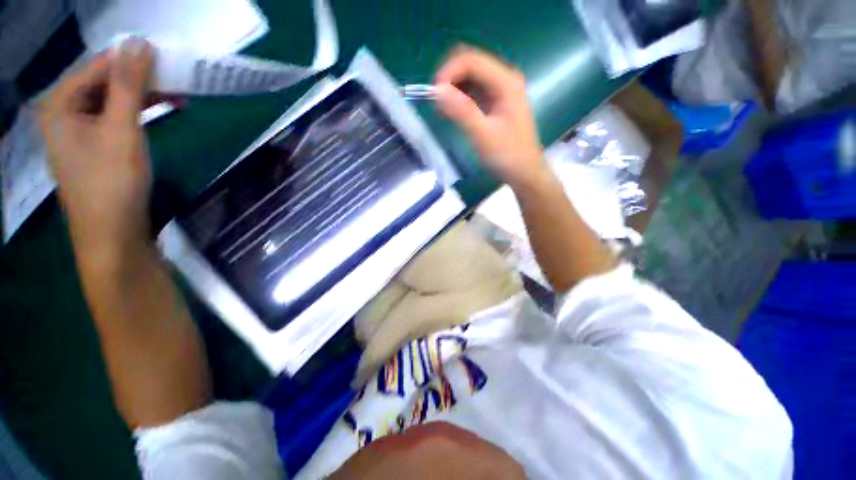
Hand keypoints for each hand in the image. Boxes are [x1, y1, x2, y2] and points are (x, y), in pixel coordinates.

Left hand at [39, 38, 153, 264]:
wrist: (113, 236)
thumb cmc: (113, 183)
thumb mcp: (122, 129)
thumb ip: (128, 84)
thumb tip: (139, 41)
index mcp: (59, 105)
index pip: (97, 66)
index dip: (131, 60)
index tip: (167, 60)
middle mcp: (63, 114)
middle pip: (102, 83)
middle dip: (139, 79)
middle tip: (176, 81)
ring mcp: (77, 133)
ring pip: (110, 101)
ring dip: (141, 96)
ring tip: (175, 97)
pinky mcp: (93, 149)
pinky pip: (113, 119)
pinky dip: (136, 114)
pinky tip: (156, 114)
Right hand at [434, 46, 546, 188]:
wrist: (524, 172)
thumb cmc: (508, 155)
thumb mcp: (484, 135)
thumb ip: (462, 112)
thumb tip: (437, 90)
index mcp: (506, 82)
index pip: (472, 61)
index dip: (449, 72)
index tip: (434, 95)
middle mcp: (504, 80)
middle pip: (470, 64)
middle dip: (450, 79)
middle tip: (437, 103)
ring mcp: (500, 90)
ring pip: (470, 77)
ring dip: (453, 88)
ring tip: (442, 110)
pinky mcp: (494, 102)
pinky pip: (473, 91)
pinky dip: (459, 98)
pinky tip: (452, 113)